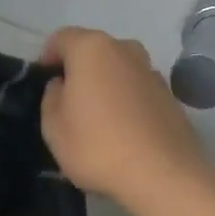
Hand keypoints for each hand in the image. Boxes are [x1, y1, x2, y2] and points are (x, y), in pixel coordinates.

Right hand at [39, 28, 213, 204]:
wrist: (164, 177)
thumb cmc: (97, 146)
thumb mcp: (53, 127)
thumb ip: (51, 97)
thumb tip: (62, 85)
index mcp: (92, 49)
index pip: (61, 38)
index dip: (47, 57)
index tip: (43, 82)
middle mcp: (125, 50)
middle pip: (93, 50)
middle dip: (79, 69)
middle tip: (68, 101)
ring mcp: (152, 72)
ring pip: (118, 69)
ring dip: (105, 84)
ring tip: (97, 118)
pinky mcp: (171, 97)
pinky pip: (137, 90)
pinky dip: (127, 101)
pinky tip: (122, 130)